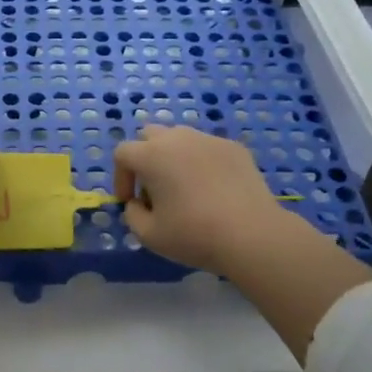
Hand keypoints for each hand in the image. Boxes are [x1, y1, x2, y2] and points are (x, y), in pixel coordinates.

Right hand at [113, 125, 285, 272]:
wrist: (251, 234)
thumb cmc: (193, 234)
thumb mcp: (148, 235)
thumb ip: (132, 214)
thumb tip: (137, 203)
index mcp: (152, 155)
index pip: (123, 153)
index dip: (120, 177)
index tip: (130, 202)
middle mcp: (178, 138)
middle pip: (149, 136)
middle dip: (144, 159)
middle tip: (153, 188)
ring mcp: (208, 139)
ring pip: (180, 138)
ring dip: (172, 156)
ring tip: (183, 186)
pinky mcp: (234, 147)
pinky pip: (207, 148)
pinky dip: (201, 162)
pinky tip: (213, 189)